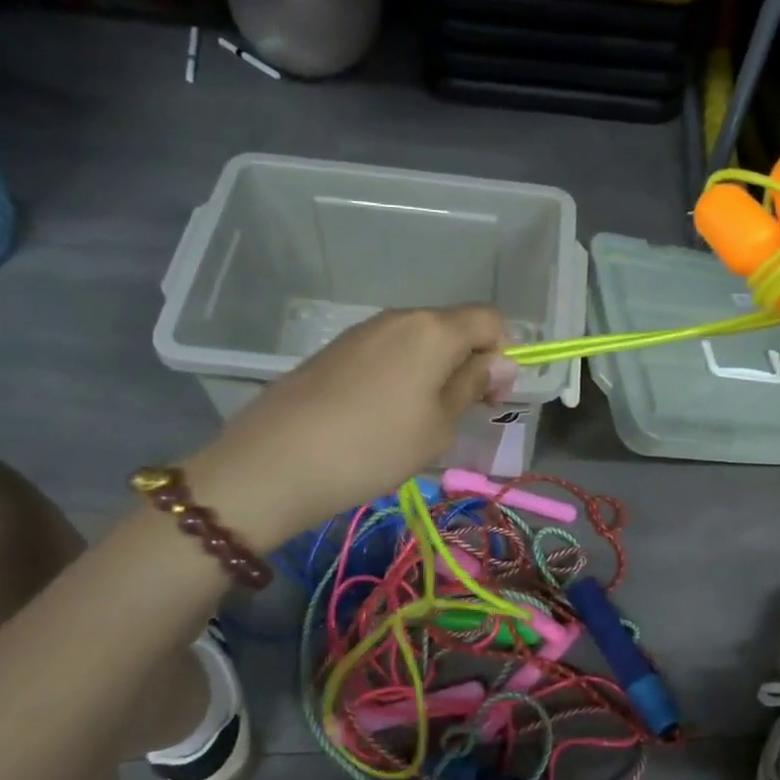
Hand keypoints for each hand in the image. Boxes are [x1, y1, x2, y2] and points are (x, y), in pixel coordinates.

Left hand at [187, 305, 507, 538]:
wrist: (276, 462)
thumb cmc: (375, 447)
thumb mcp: (439, 426)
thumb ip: (473, 385)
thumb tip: (501, 362)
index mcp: (434, 329)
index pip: (490, 319)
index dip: (503, 354)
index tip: (490, 396)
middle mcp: (400, 317)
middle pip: (453, 326)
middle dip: (468, 362)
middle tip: (458, 413)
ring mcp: (363, 330)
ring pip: (419, 340)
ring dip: (434, 370)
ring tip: (416, 419)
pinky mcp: (336, 349)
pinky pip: (387, 351)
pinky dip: (401, 374)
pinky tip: (381, 415)